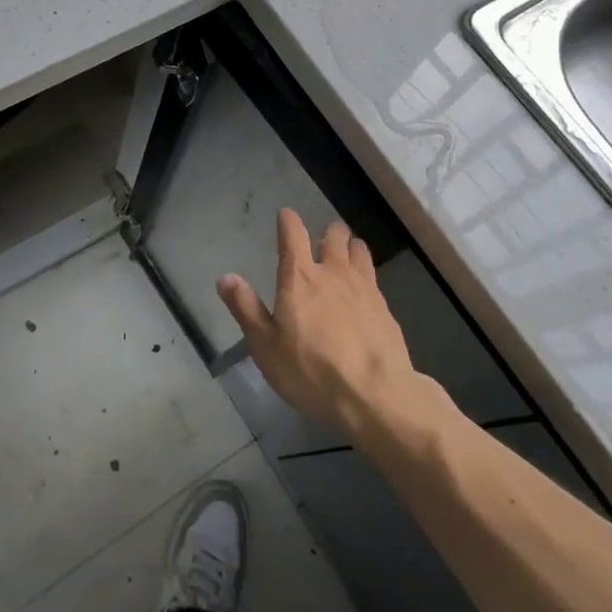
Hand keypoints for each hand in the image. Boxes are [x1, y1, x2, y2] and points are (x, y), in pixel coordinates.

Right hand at [218, 210, 418, 441]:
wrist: (376, 395)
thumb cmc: (311, 370)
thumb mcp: (266, 346)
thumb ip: (246, 308)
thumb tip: (225, 277)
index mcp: (299, 277)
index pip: (293, 233)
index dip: (288, 220)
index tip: (285, 216)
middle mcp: (333, 272)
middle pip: (334, 235)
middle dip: (327, 232)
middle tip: (321, 241)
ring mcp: (364, 287)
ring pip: (358, 250)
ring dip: (350, 247)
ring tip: (345, 256)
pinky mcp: (385, 307)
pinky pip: (374, 277)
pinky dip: (366, 274)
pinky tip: (363, 291)